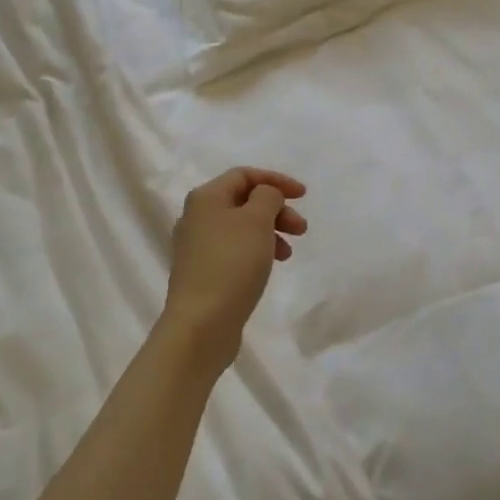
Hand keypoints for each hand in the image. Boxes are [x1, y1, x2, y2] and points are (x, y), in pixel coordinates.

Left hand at [162, 167, 306, 369]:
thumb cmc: (231, 264)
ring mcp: (197, 247)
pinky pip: (234, 250)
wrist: (201, 324)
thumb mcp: (257, 220)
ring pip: (240, 227)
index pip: (244, 175)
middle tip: (301, 228)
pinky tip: (269, 267)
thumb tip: (265, 195)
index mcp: (206, 197)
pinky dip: (256, 251)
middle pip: (243, 201)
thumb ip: (267, 197)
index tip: (303, 196)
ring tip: (288, 253)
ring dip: (269, 232)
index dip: (276, 180)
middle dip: (276, 209)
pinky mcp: (202, 273)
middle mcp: (196, 217)